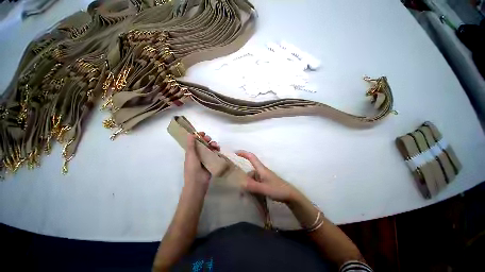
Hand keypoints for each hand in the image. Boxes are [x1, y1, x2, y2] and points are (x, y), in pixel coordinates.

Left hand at [184, 132, 219, 190]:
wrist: (198, 182)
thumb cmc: (192, 168)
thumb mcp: (190, 155)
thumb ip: (191, 144)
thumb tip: (190, 133)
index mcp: (192, 151)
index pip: (195, 141)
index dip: (199, 136)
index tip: (203, 133)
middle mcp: (198, 153)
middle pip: (204, 143)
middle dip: (207, 139)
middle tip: (209, 139)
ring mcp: (205, 157)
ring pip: (210, 148)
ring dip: (213, 144)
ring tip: (216, 145)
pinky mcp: (211, 161)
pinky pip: (214, 153)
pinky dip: (216, 150)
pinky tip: (218, 150)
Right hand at [236, 151, 300, 202]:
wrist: (290, 195)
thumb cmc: (278, 189)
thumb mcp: (264, 188)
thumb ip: (252, 186)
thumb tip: (240, 183)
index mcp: (261, 169)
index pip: (252, 157)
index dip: (243, 153)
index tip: (235, 152)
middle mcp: (262, 171)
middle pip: (250, 172)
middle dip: (245, 180)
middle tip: (241, 192)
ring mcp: (264, 177)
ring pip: (252, 179)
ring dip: (249, 186)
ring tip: (246, 197)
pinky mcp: (265, 182)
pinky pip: (256, 183)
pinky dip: (252, 188)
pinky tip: (252, 195)